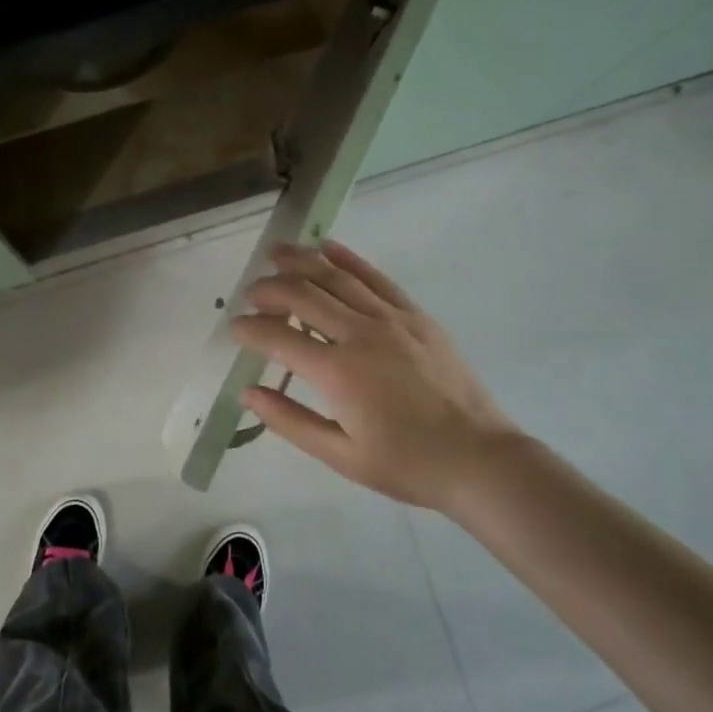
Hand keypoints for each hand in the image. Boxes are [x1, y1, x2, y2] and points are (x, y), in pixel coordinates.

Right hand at [230, 240, 522, 513]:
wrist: (478, 457)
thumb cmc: (405, 464)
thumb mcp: (340, 455)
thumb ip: (289, 421)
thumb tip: (248, 393)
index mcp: (337, 373)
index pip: (277, 337)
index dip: (249, 329)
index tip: (235, 328)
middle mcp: (359, 334)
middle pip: (302, 295)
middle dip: (268, 289)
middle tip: (251, 294)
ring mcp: (390, 318)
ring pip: (335, 276)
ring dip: (300, 261)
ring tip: (275, 254)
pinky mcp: (414, 314)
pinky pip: (374, 277)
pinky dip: (347, 258)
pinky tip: (327, 247)